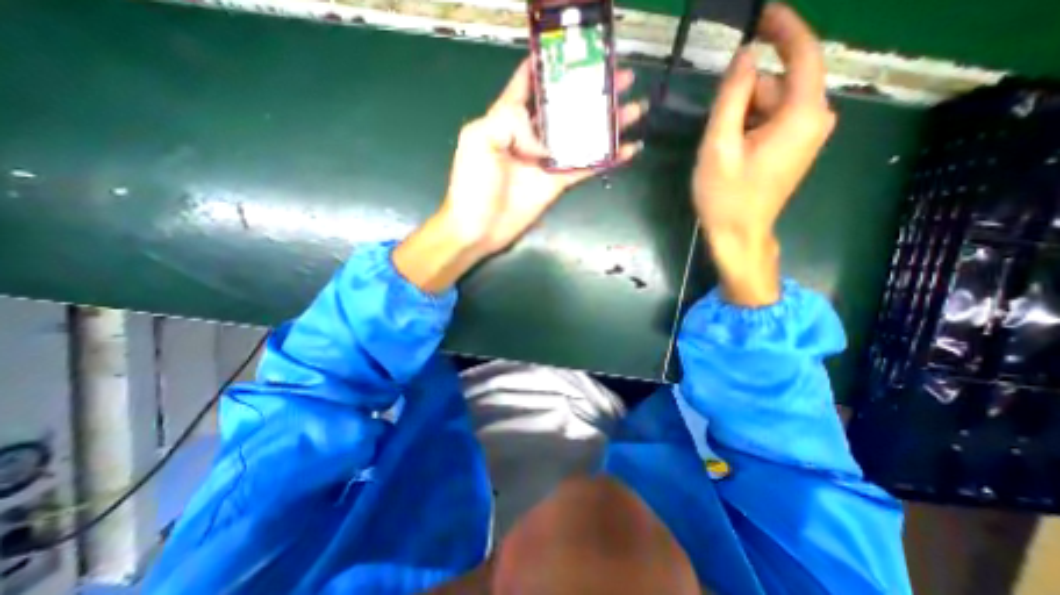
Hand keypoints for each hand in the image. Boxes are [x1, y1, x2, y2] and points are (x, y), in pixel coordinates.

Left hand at [395, 55, 646, 292]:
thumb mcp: (478, 139)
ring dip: (606, 122)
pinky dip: (607, 159)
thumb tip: (543, 138)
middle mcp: (530, 136)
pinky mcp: (557, 183)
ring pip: (581, 136)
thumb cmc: (472, 185)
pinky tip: (628, 149)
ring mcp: (547, 161)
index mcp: (506, 119)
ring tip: (632, 107)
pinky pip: (586, 167)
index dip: (547, 66)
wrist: (479, 229)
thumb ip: (509, 120)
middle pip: (565, 107)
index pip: (528, 85)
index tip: (570, 52)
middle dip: (590, 91)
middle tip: (620, 78)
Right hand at [697, 5, 836, 306]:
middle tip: (714, 132)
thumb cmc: (725, 196)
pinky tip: (730, 152)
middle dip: (743, 99)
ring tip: (719, 150)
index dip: (784, 28)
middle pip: (777, 86)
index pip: (803, 53)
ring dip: (741, 118)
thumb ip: (731, 98)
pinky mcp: (795, 148)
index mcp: (801, 114)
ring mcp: (806, 135)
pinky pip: (772, 122)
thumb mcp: (719, 146)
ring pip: (771, 105)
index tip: (762, 14)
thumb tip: (744, 56)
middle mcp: (814, 118)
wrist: (739, 235)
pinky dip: (748, 127)